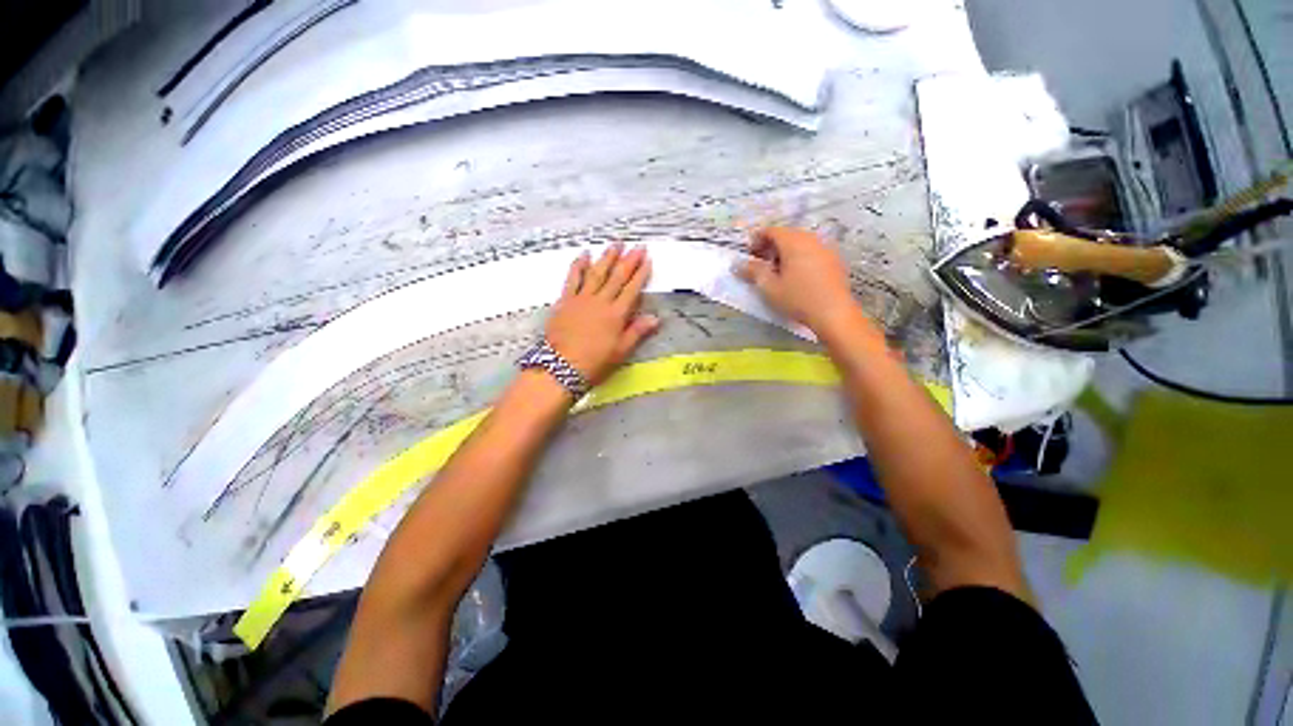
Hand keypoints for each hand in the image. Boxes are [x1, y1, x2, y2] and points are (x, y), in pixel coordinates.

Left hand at [545, 243, 659, 384]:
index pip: (632, 289)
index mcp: (616, 314)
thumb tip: (656, 318)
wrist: (561, 366)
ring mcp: (582, 299)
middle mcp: (601, 301)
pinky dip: (579, 266)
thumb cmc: (595, 362)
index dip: (640, 273)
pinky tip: (584, 255)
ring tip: (616, 244)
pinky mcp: (565, 300)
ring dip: (607, 257)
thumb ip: (637, 332)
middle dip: (628, 260)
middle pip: (617, 277)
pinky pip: (573, 279)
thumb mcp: (620, 351)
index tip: (647, 259)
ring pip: (597, 273)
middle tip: (637, 246)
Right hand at [735, 227, 867, 336]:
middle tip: (760, 263)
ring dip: (785, 253)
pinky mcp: (834, 261)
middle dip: (771, 246)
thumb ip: (753, 271)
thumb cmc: (798, 298)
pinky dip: (799, 258)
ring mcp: (825, 249)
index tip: (749, 254)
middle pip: (786, 235)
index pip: (771, 231)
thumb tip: (738, 264)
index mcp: (793, 242)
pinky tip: (796, 276)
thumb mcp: (769, 287)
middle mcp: (811, 239)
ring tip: (777, 272)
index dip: (756, 239)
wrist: (833, 313)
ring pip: (800, 243)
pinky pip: (812, 252)